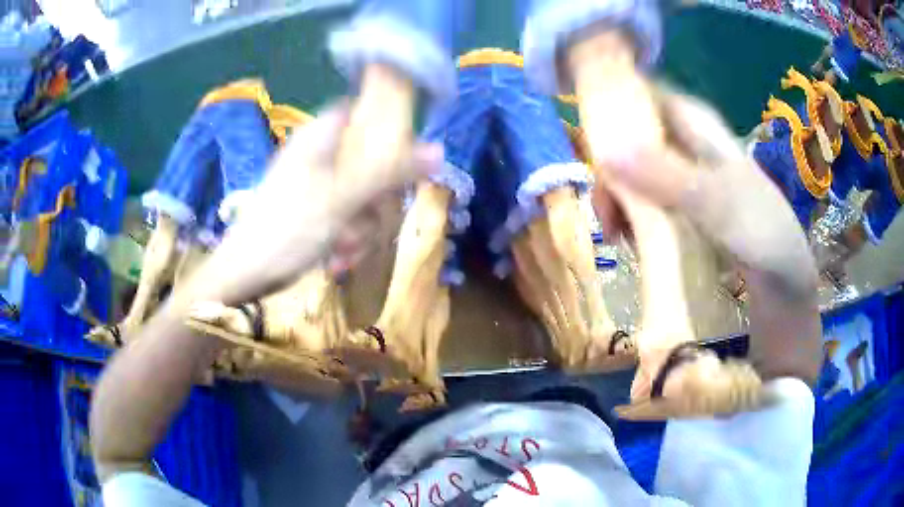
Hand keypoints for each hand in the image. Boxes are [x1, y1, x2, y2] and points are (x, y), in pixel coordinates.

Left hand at [189, 104, 441, 304]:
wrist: (244, 274)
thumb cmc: (288, 228)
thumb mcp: (344, 198)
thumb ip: (390, 172)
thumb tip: (438, 150)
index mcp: (322, 137)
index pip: (362, 111)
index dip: (387, 127)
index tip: (403, 158)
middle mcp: (320, 155)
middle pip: (370, 159)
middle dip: (376, 198)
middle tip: (372, 217)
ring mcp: (315, 185)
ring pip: (362, 194)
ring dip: (362, 228)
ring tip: (345, 250)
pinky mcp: (313, 211)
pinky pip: (346, 216)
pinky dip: (347, 238)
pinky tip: (337, 259)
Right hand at [592, 91, 816, 294]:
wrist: (785, 283)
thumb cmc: (764, 234)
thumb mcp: (718, 203)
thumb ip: (666, 177)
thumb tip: (604, 151)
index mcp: (696, 126)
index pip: (643, 95)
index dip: (610, 104)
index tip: (584, 135)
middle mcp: (686, 146)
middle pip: (631, 138)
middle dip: (611, 171)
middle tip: (605, 212)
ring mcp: (683, 179)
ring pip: (635, 173)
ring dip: (619, 201)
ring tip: (617, 237)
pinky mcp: (683, 210)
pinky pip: (645, 203)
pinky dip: (633, 220)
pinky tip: (631, 243)